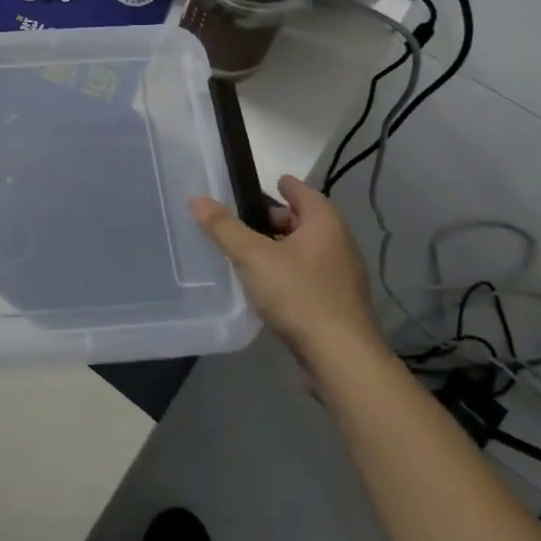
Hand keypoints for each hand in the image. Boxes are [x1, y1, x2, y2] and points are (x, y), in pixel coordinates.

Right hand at [190, 175, 378, 358]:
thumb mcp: (253, 257)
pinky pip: (311, 276)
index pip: (305, 193)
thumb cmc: (299, 295)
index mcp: (325, 225)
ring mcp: (343, 278)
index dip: (286, 186)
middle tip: (249, 220)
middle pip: (308, 222)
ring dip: (284, 247)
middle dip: (281, 218)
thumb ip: (224, 227)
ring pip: (309, 251)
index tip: (271, 181)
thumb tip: (197, 199)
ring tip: (252, 252)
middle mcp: (340, 245)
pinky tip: (269, 286)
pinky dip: (291, 272)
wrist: (341, 359)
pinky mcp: (340, 306)